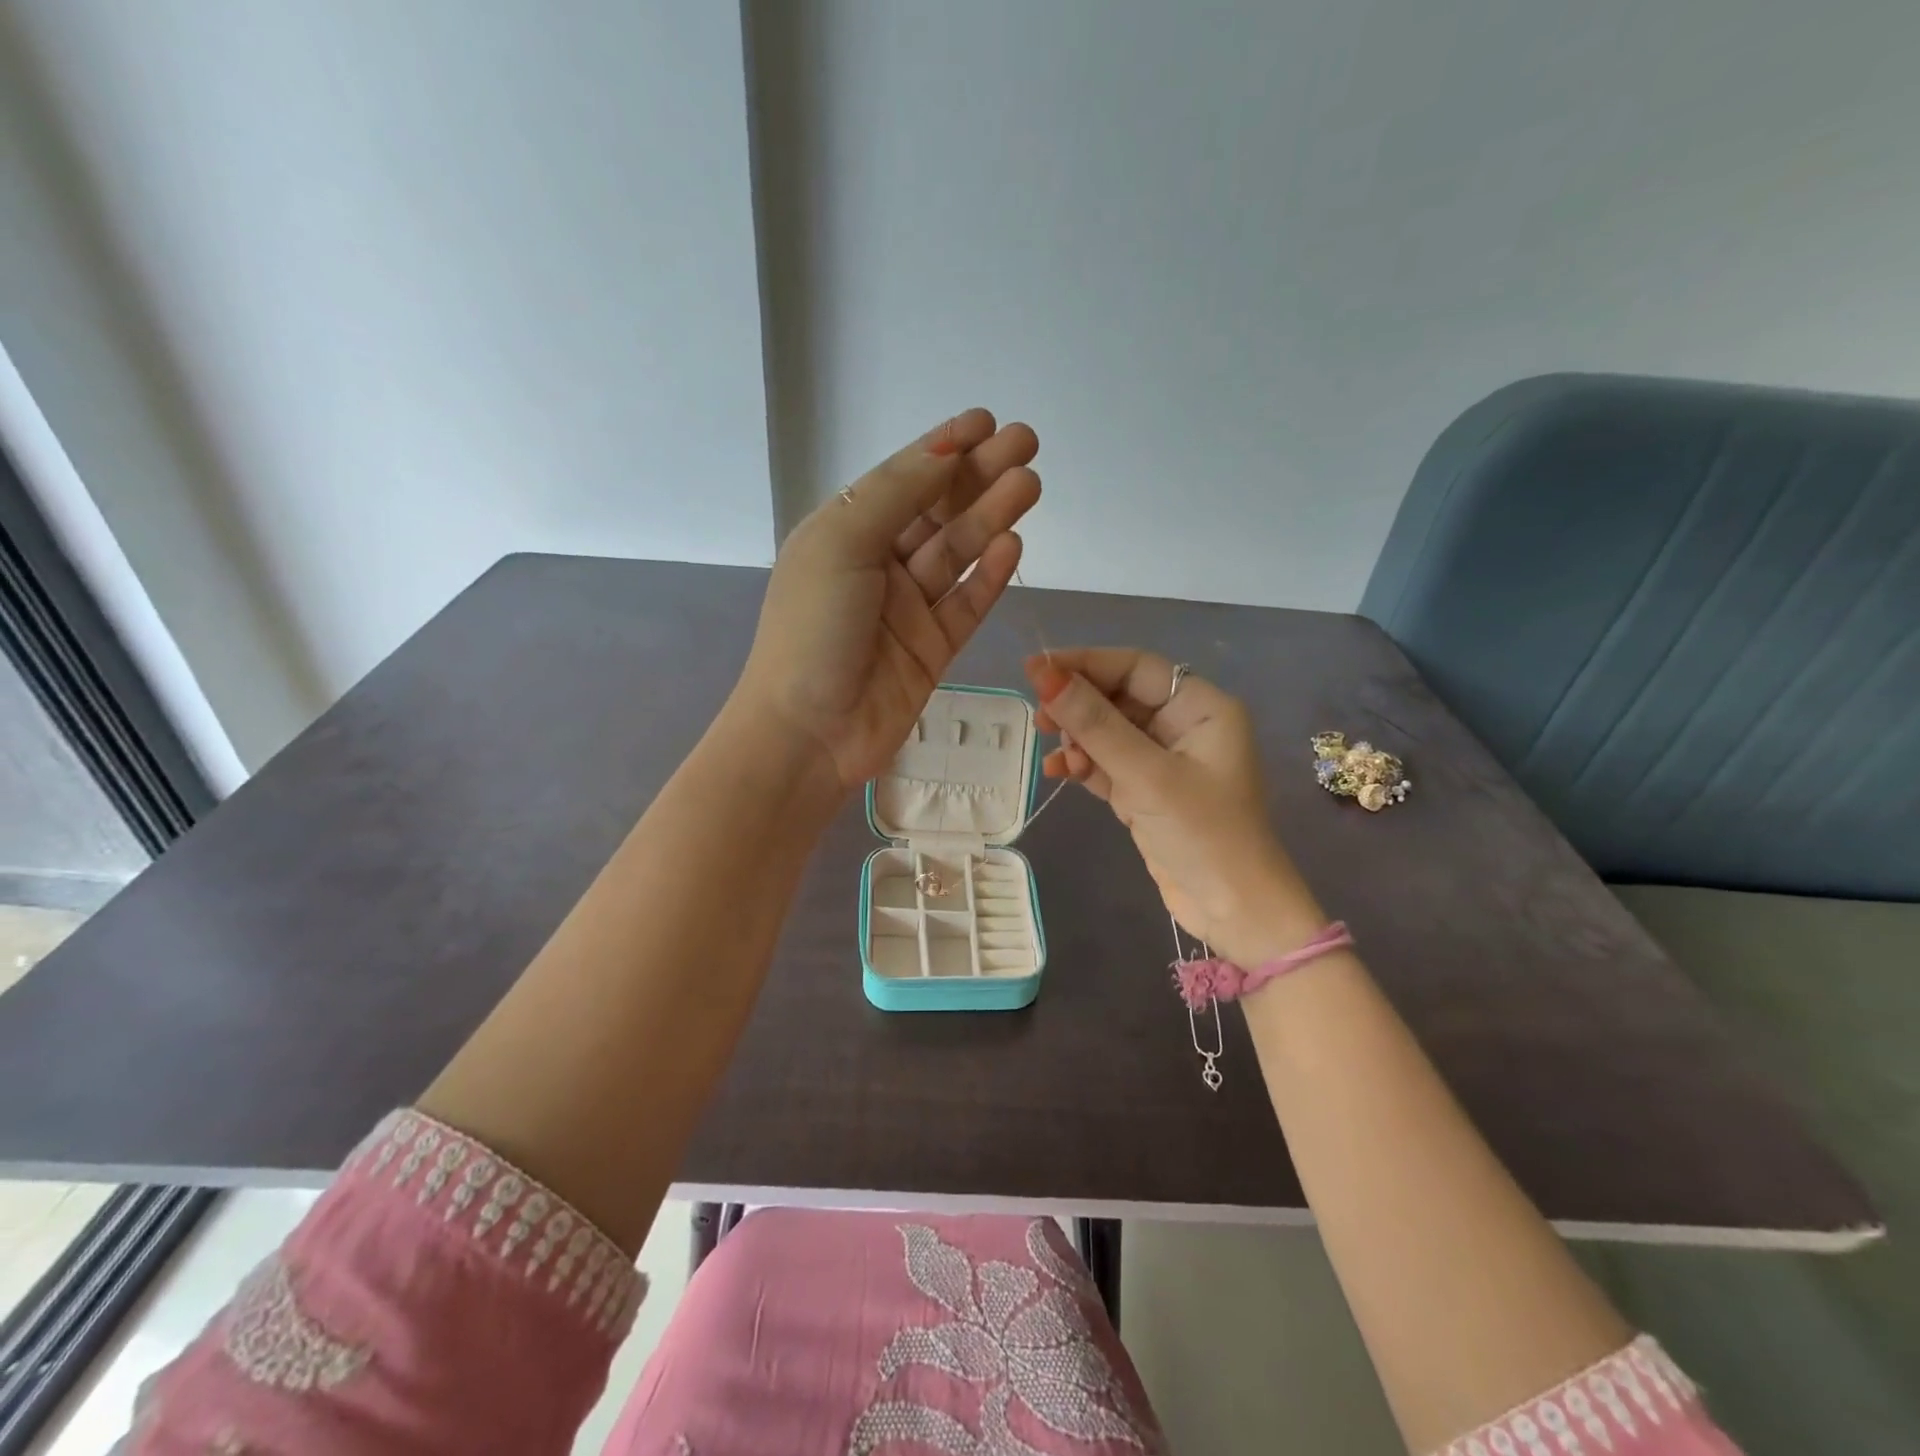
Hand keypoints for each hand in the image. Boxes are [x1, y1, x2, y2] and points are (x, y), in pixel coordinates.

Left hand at [738, 410, 1040, 791]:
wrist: (808, 734)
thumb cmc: (812, 630)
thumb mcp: (843, 544)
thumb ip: (897, 494)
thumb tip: (945, 447)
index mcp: (844, 534)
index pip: (902, 480)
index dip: (944, 449)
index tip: (987, 422)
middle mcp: (877, 566)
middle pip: (937, 512)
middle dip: (979, 476)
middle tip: (1027, 445)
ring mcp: (908, 610)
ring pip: (957, 554)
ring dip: (991, 518)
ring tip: (1029, 485)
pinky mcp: (933, 650)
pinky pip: (966, 604)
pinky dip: (988, 575)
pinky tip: (1012, 543)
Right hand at [1024, 649, 1323, 964]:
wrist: (1234, 913)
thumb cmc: (1203, 835)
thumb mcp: (1146, 776)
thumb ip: (1094, 724)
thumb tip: (1044, 675)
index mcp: (1202, 708)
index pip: (1135, 668)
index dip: (1085, 663)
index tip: (1036, 669)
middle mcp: (1184, 727)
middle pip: (1118, 697)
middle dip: (1078, 705)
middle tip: (1039, 717)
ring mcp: (1164, 761)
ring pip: (1108, 731)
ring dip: (1077, 738)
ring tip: (1052, 752)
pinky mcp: (1147, 792)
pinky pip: (1107, 764)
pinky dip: (1083, 765)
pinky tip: (1059, 772)